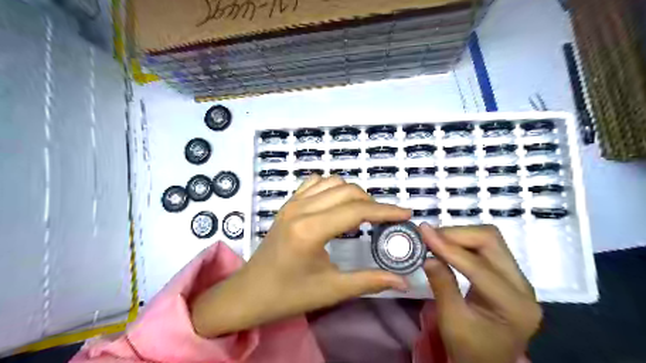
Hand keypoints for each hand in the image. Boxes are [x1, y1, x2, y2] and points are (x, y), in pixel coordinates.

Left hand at [191, 176, 410, 336]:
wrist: (250, 292)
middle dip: (371, 202)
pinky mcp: (287, 204)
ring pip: (332, 182)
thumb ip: (369, 281)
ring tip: (362, 213)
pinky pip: (314, 183)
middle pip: (347, 191)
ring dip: (352, 193)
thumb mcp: (331, 290)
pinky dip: (332, 188)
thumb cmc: (289, 294)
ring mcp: (292, 203)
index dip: (385, 211)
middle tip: (383, 221)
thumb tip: (403, 281)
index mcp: (311, 230)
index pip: (356, 210)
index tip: (406, 213)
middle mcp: (301, 209)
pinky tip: (337, 203)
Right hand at [422, 224, 540, 362]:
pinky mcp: (507, 274)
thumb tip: (427, 256)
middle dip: (456, 234)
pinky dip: (462, 242)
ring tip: (434, 240)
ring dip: (459, 235)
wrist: (486, 362)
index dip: (449, 247)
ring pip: (489, 239)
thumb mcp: (451, 321)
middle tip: (428, 236)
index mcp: (515, 306)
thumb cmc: (469, 349)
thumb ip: (442, 285)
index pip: (479, 267)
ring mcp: (517, 278)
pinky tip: (446, 246)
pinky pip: (485, 247)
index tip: (423, 232)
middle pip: (491, 241)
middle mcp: (523, 287)